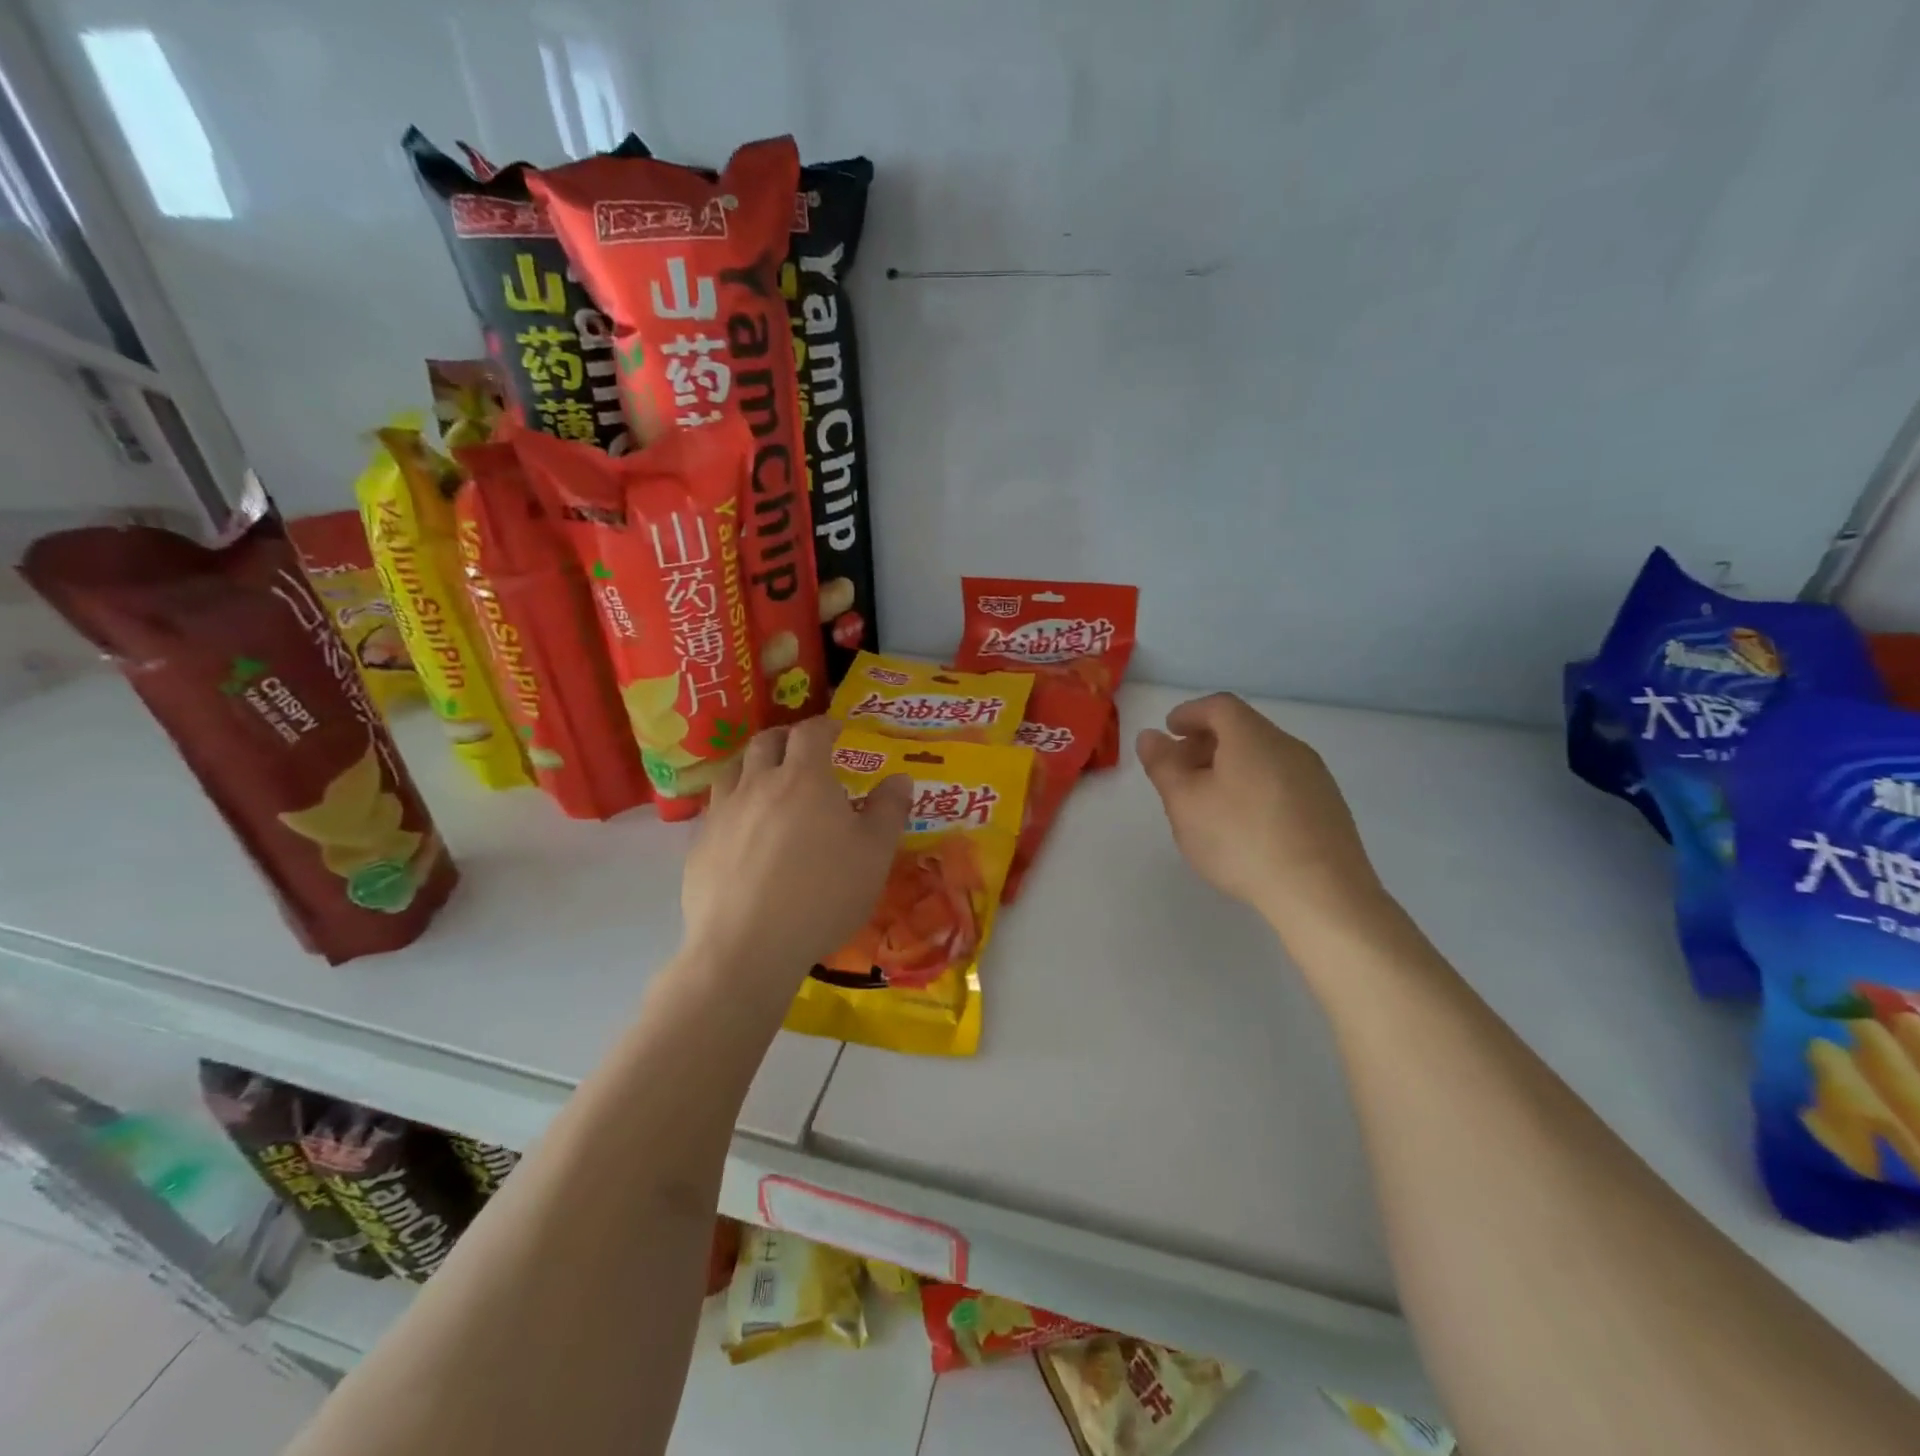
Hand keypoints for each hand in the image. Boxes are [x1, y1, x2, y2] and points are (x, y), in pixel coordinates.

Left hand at [681, 716, 910, 986]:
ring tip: (766, 778)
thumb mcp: (874, 854)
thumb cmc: (823, 894)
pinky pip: (716, 809)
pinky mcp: (700, 845)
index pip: (811, 733)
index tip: (836, 729)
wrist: (747, 946)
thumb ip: (889, 810)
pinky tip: (742, 829)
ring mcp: (723, 813)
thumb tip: (900, 778)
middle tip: (801, 749)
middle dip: (786, 738)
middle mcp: (758, 784)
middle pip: (766, 742)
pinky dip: (733, 804)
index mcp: (804, 779)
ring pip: (733, 770)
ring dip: (752, 764)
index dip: (824, 725)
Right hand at [1137, 693, 1387, 942]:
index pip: (1218, 706)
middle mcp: (1288, 746)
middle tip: (1180, 769)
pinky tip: (1245, 823)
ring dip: (1231, 766)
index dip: (1189, 713)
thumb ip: (1162, 765)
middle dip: (1206, 742)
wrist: (1322, 894)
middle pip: (1243, 730)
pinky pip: (1282, 782)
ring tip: (1209, 800)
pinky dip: (1255, 786)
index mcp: (1252, 737)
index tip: (1169, 730)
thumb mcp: (1185, 803)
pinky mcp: (1329, 808)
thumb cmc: (1241, 840)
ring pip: (1264, 757)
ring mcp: (1315, 777)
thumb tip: (1150, 736)